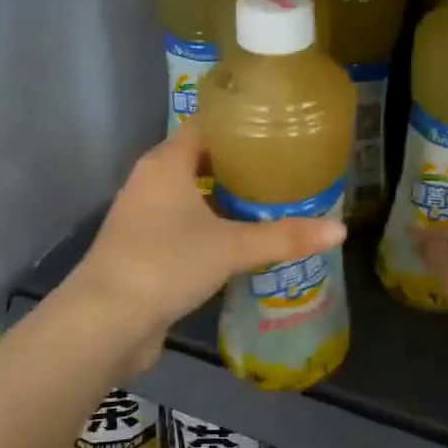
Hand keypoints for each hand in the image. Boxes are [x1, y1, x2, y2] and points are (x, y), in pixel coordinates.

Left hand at [65, 123, 347, 372]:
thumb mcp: (232, 247)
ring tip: (268, 204)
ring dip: (222, 201)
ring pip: (189, 197)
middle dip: (237, 167)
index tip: (276, 131)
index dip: (238, 126)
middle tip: (282, 170)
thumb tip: (340, 229)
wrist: (107, 322)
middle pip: (198, 161)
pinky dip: (209, 229)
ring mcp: (141, 218)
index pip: (204, 127)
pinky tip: (239, 243)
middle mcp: (149, 182)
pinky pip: (182, 227)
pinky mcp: (142, 250)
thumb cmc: (168, 263)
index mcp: (165, 164)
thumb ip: (285, 237)